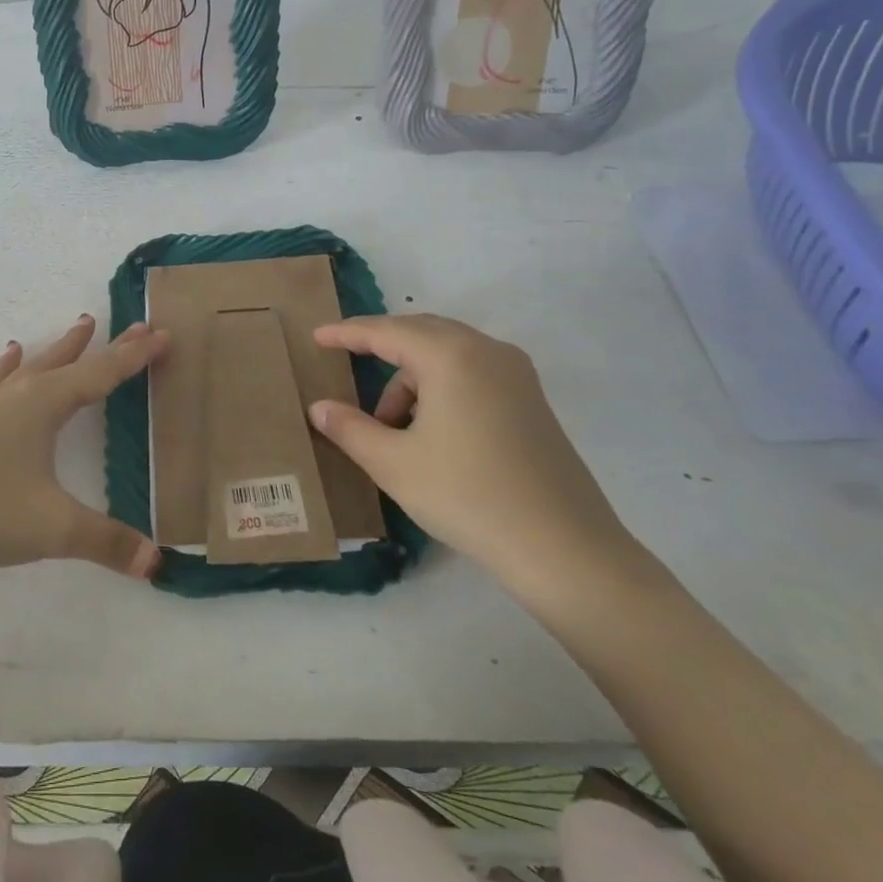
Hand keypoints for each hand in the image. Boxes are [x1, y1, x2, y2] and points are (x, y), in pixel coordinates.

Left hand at [0, 316, 168, 585]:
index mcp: (43, 406)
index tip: (164, 333)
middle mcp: (17, 397)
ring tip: (81, 325)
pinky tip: (9, 355)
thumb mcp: (54, 529)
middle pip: (71, 362)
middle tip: (136, 325)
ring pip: (34, 366)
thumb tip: (157, 562)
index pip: (101, 374)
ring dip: (62, 348)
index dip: (135, 356)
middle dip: (107, 346)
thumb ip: (108, 542)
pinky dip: (9, 367)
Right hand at [307, 314, 638, 599]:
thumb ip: (350, 428)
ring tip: (391, 427)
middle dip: (380, 347)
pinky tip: (430, 431)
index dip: (347, 333)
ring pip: (447, 355)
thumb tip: (319, 408)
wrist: (565, 549)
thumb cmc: (467, 496)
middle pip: (420, 333)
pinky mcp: (532, 401)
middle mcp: (487, 351)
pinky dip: (441, 387)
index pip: (386, 332)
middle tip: (346, 364)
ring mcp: (516, 375)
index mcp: (451, 356)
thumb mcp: (393, 464)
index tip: (317, 336)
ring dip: (411, 377)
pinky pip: (472, 373)